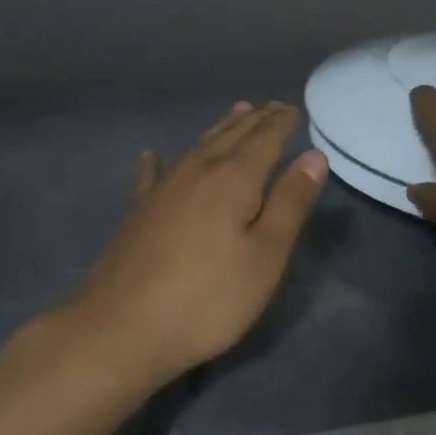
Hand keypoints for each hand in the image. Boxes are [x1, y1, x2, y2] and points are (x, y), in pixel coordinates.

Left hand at [74, 102, 326, 388]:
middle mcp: (196, 172)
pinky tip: (151, 155)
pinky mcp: (137, 213)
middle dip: (253, 121)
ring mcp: (161, 190)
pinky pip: (152, 175)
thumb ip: (290, 203)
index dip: (279, 123)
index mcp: (233, 179)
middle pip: (230, 137)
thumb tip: (314, 156)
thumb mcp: (265, 256)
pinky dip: (157, 162)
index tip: (291, 107)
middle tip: (268, 106)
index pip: (263, 140)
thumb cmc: (209, 298)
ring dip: (219, 130)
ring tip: (234, 114)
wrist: (122, 328)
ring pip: (197, 148)